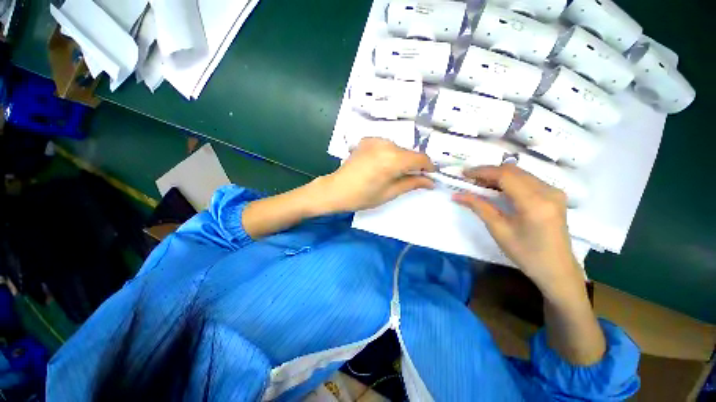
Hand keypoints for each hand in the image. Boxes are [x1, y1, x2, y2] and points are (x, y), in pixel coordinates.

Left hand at [315, 138, 435, 212]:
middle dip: (414, 165)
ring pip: (398, 148)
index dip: (429, 167)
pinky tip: (381, 165)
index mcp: (393, 159)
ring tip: (393, 174)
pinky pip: (386, 145)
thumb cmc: (363, 196)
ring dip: (401, 159)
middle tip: (410, 179)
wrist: (336, 189)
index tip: (430, 177)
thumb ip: (412, 183)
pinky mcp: (367, 140)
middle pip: (409, 153)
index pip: (420, 158)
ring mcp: (375, 140)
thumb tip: (431, 181)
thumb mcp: (390, 193)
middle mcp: (386, 144)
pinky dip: (389, 154)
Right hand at [453, 164, 582, 298]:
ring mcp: (554, 191)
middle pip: (513, 170)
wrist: (557, 269)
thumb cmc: (526, 254)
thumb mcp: (499, 230)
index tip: (464, 173)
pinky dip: (509, 181)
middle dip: (488, 172)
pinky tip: (497, 189)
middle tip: (469, 179)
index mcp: (535, 202)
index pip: (505, 175)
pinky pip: (527, 180)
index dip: (482, 171)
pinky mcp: (554, 195)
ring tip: (479, 184)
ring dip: (498, 176)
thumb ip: (479, 207)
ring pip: (520, 173)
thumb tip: (457, 195)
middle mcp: (549, 191)